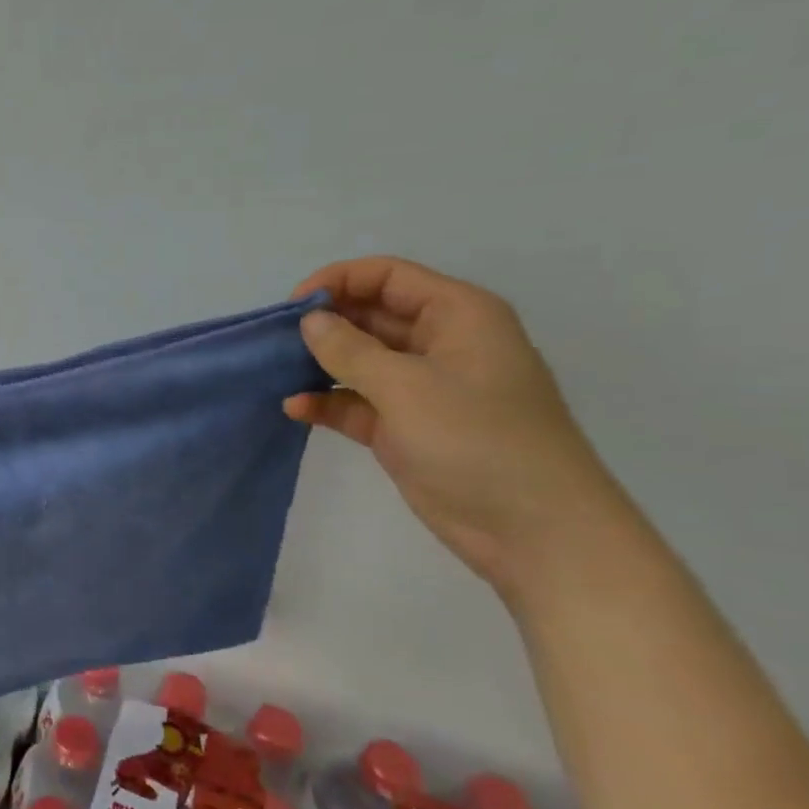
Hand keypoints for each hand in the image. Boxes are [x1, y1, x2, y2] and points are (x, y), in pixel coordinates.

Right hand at [284, 257, 622, 598]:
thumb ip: (350, 349)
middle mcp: (439, 343)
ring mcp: (422, 388)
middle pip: (370, 315)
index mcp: (457, 316)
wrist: (534, 531)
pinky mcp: (405, 427)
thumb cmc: (478, 441)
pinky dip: (327, 402)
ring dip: (319, 364)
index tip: (291, 307)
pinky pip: (356, 402)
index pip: (388, 276)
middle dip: (323, 324)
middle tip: (274, 341)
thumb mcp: (407, 386)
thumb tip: (309, 321)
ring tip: (276, 373)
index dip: (338, 281)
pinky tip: (295, 409)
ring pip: (359, 359)